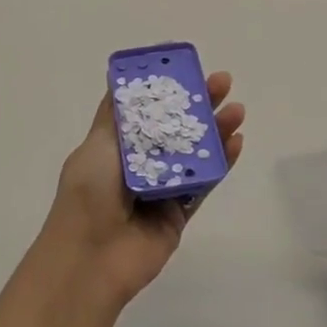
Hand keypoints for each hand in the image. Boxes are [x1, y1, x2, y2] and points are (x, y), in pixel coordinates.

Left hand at [42, 71, 244, 307]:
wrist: (91, 259)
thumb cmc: (89, 194)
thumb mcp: (97, 145)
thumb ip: (118, 116)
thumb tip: (124, 79)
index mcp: (116, 146)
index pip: (146, 110)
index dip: (166, 90)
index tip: (187, 68)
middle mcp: (140, 164)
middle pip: (175, 128)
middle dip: (198, 104)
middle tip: (223, 81)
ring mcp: (161, 189)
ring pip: (195, 153)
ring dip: (216, 130)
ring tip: (237, 109)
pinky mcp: (180, 213)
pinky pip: (205, 184)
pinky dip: (221, 163)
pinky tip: (237, 141)